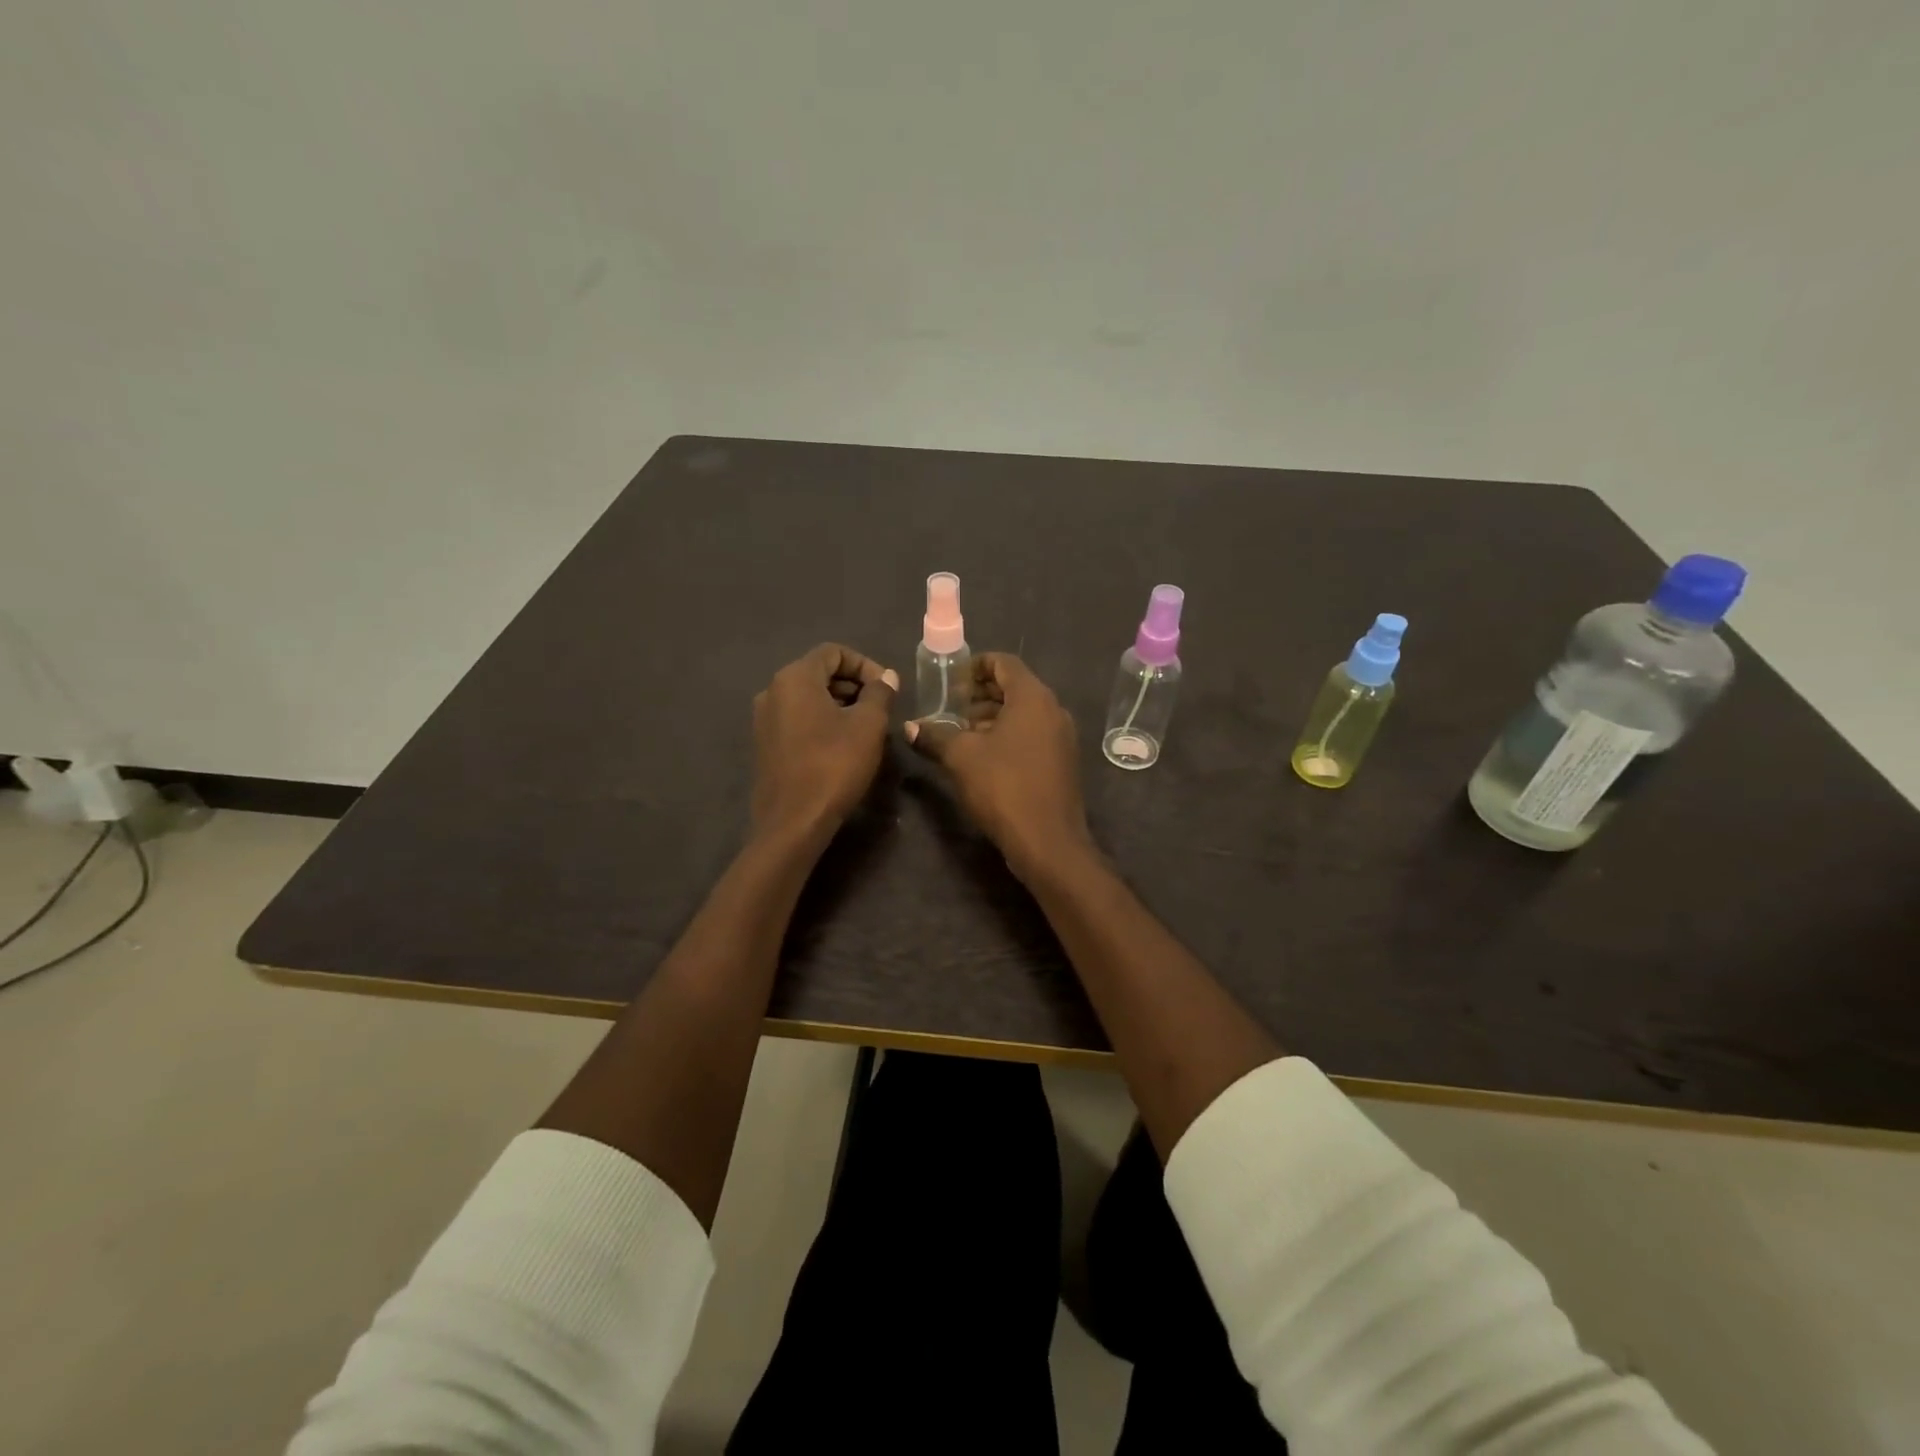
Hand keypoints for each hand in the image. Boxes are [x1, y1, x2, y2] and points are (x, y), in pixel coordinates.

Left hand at [752, 644, 898, 841]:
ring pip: (808, 698)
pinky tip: (842, 745)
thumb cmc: (834, 765)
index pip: (833, 652)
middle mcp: (772, 691)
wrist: (794, 821)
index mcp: (794, 678)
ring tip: (866, 727)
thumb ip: (880, 693)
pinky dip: (822, 722)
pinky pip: (797, 719)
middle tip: (880, 708)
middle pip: (818, 672)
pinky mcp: (765, 745)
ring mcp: (764, 719)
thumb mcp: (868, 725)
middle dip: (853, 685)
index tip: (887, 688)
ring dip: (839, 704)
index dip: (865, 664)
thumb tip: (886, 677)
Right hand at [906, 653, 1092, 876]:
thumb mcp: (961, 758)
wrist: (1047, 841)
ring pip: (1023, 714)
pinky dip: (1008, 736)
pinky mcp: (1062, 762)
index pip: (1004, 662)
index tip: (951, 680)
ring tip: (960, 734)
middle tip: (950, 707)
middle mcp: (1053, 710)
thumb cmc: (1003, 787)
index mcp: (1033, 697)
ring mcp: (1062, 737)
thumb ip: (935, 736)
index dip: (975, 665)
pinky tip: (983, 758)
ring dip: (992, 718)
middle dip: (980, 695)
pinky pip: (1032, 735)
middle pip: (1015, 688)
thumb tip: (909, 727)